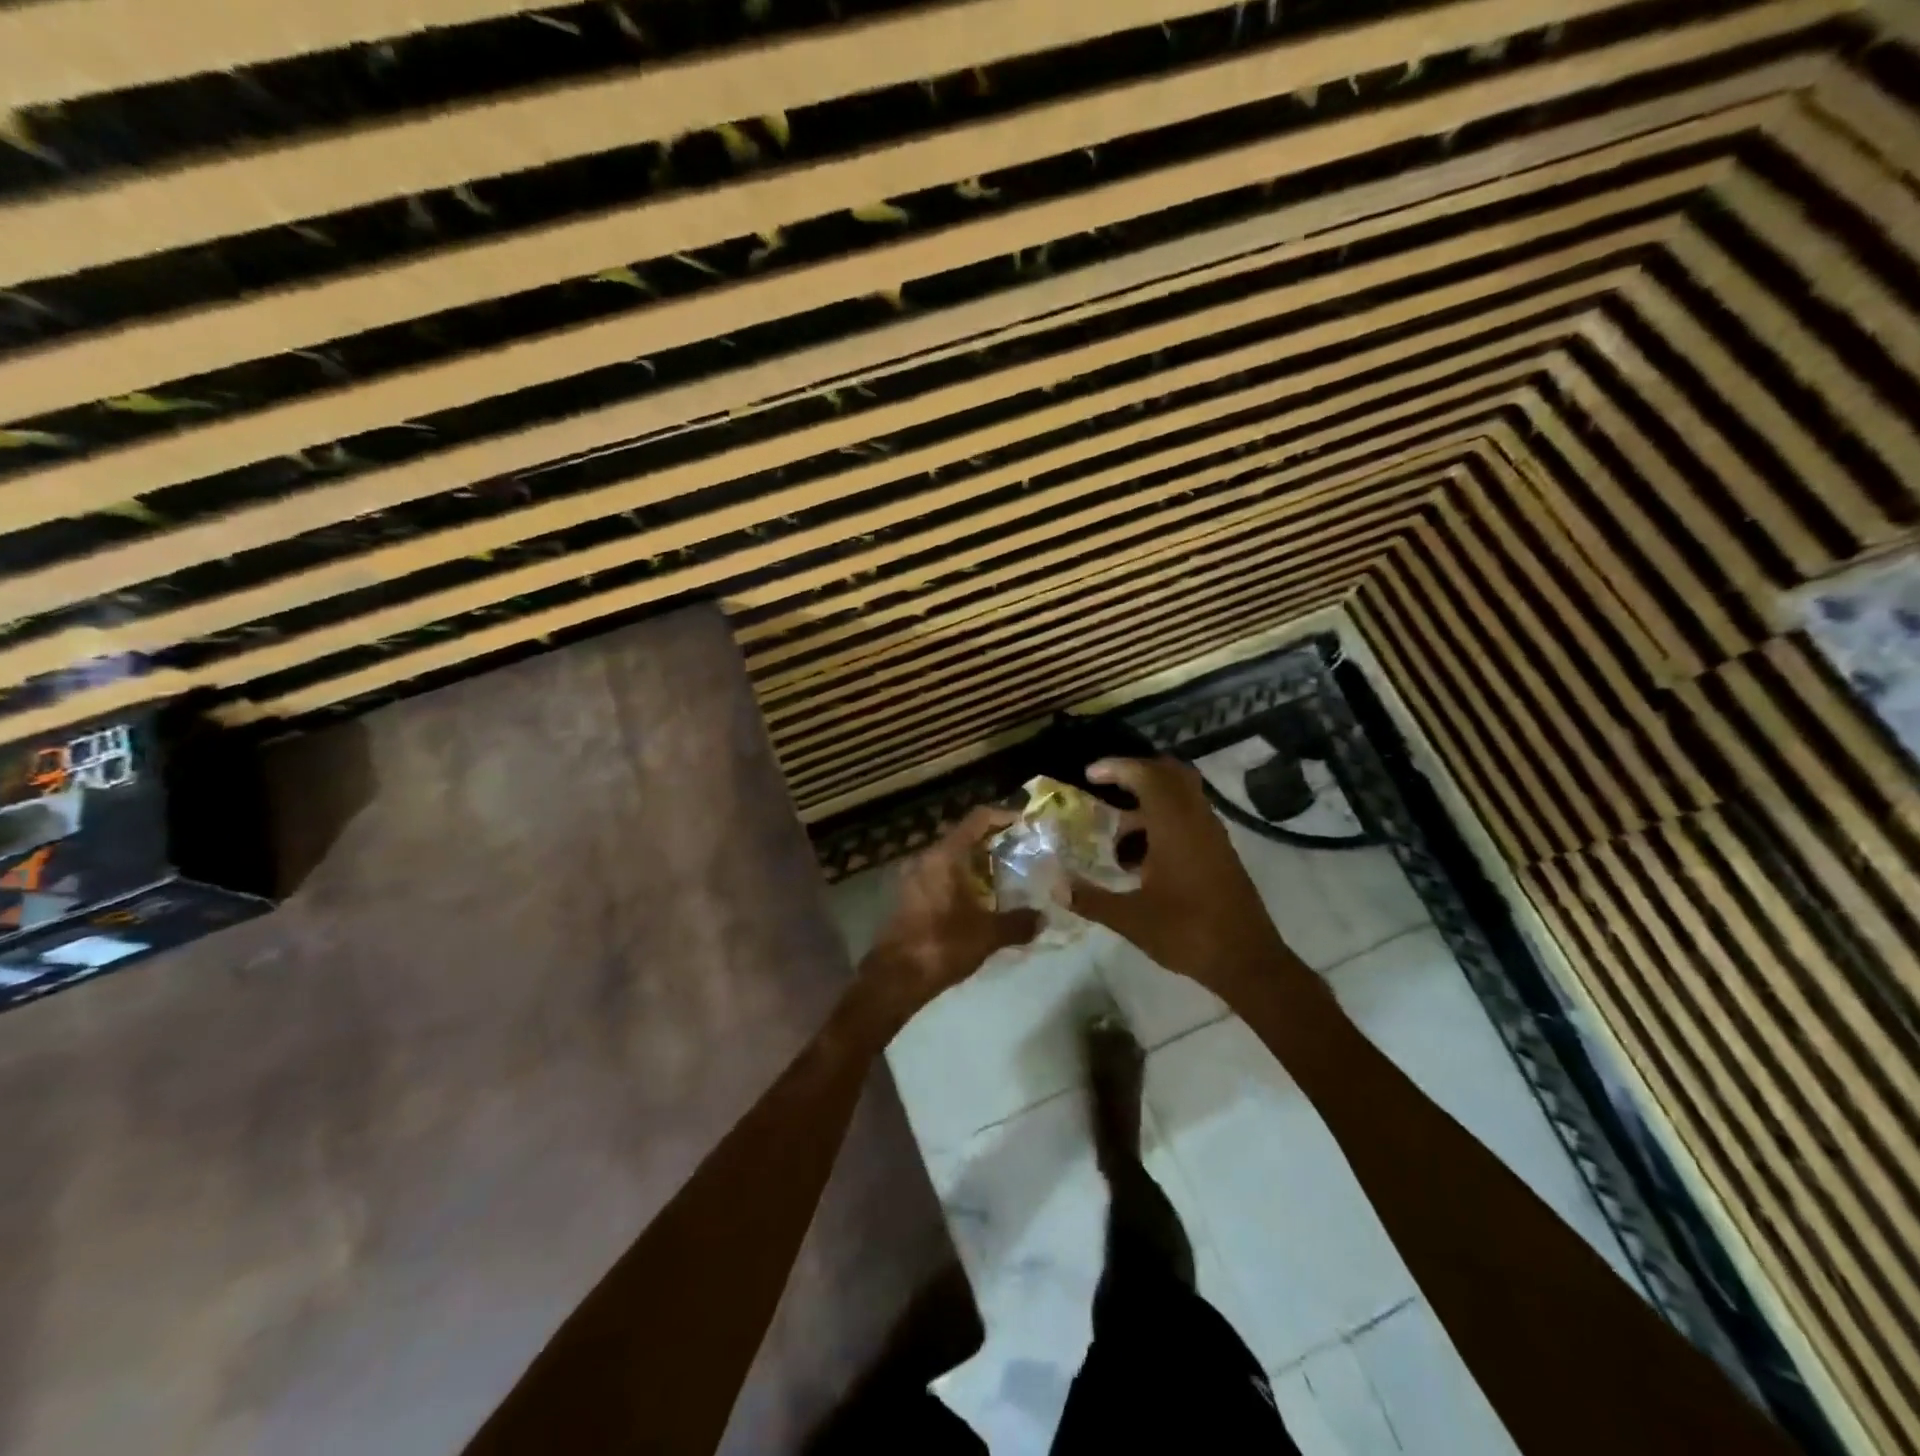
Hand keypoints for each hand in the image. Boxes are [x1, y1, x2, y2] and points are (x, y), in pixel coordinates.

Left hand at [862, 806, 1041, 1018]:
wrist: (895, 977)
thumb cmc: (943, 945)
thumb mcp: (988, 934)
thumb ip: (1018, 922)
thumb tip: (1043, 918)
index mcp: (945, 856)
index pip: (977, 819)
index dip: (1003, 816)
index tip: (1025, 823)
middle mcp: (926, 858)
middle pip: (963, 837)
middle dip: (992, 843)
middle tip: (1020, 853)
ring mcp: (912, 876)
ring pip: (949, 858)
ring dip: (975, 864)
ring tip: (1004, 878)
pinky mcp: (906, 896)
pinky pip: (938, 876)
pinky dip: (959, 880)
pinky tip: (977, 900)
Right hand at [1068, 757, 1295, 993]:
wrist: (1247, 961)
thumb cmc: (1188, 933)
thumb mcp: (1131, 919)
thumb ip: (1090, 899)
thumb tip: (1055, 886)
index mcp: (1175, 826)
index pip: (1147, 775)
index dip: (1117, 767)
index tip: (1090, 774)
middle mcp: (1197, 820)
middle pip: (1170, 774)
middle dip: (1136, 773)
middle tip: (1107, 786)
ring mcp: (1213, 835)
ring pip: (1182, 796)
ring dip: (1150, 800)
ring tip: (1118, 831)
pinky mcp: (1220, 852)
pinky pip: (1190, 817)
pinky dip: (1164, 819)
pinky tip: (1143, 856)